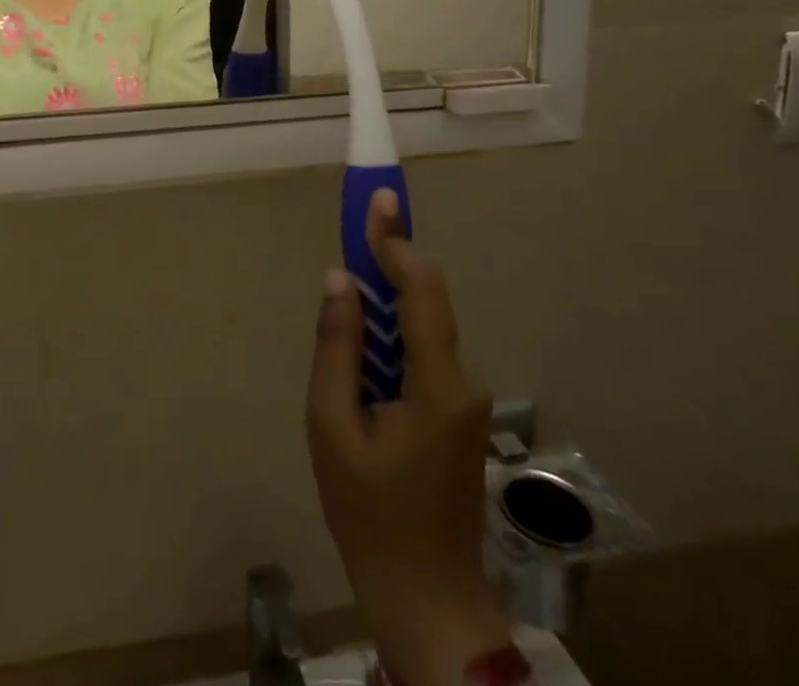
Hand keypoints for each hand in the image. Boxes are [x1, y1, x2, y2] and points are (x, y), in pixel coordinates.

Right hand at [307, 192, 511, 683]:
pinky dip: (391, 333)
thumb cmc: (370, 515)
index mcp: (438, 383)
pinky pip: (422, 350)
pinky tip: (362, 355)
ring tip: (344, 304)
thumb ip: (337, 346)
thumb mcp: (332, 427)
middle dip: (387, 260)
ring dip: (384, 301)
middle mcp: (464, 379)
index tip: (377, 199)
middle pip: (425, 299)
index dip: (397, 239)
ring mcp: (466, 396)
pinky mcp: (459, 410)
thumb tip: (339, 279)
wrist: (427, 599)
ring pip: (422, 324)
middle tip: (354, 227)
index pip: (422, 289)